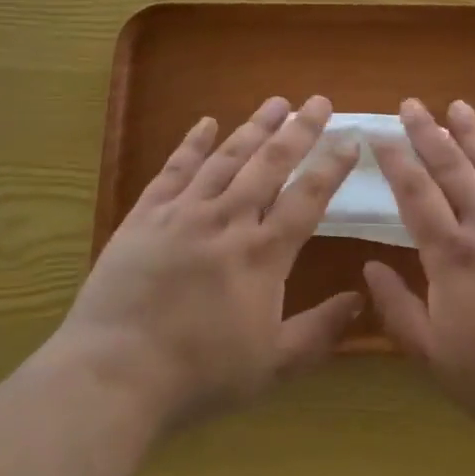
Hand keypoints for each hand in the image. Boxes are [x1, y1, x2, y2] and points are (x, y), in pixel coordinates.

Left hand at [49, 95, 363, 430]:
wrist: (114, 374)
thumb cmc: (199, 374)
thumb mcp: (273, 365)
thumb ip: (320, 331)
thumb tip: (360, 299)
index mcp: (263, 254)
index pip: (308, 197)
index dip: (332, 166)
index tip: (351, 138)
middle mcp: (228, 220)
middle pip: (270, 164)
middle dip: (299, 130)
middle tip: (318, 101)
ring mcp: (184, 213)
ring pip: (227, 158)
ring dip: (254, 127)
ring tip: (277, 102)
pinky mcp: (146, 215)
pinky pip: (174, 169)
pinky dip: (191, 143)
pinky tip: (206, 122)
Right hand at [363, 98, 474, 444]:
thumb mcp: (435, 357)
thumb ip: (399, 309)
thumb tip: (369, 267)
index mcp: (453, 256)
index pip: (416, 195)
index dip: (395, 161)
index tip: (379, 135)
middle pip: (453, 168)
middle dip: (428, 133)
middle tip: (411, 104)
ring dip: (474, 132)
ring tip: (457, 106)